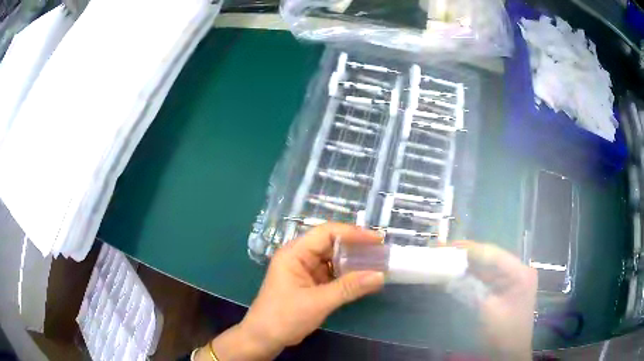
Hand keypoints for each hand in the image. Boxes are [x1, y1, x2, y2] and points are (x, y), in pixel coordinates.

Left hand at [199, 223, 384, 360]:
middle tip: (380, 251)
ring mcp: (303, 270)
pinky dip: (346, 275)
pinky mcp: (308, 283)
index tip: (377, 240)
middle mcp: (299, 257)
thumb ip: (349, 288)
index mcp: (294, 253)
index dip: (353, 233)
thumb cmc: (284, 317)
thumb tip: (380, 275)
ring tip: (376, 263)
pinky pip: (331, 273)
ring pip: (332, 259)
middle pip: (330, 243)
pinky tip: (362, 279)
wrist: (264, 338)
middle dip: (355, 247)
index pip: (326, 233)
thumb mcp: (318, 302)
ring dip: (352, 262)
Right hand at [457, 241, 537, 360]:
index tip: (446, 246)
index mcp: (519, 272)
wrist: (510, 354)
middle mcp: (517, 271)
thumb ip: (470, 289)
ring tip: (445, 259)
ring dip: (466, 266)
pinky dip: (469, 278)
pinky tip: (455, 274)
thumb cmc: (503, 333)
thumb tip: (450, 275)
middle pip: (489, 258)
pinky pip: (484, 279)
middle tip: (442, 250)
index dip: (468, 249)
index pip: (492, 254)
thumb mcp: (487, 311)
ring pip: (485, 268)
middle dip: (465, 255)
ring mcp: (510, 280)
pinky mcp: (502, 290)